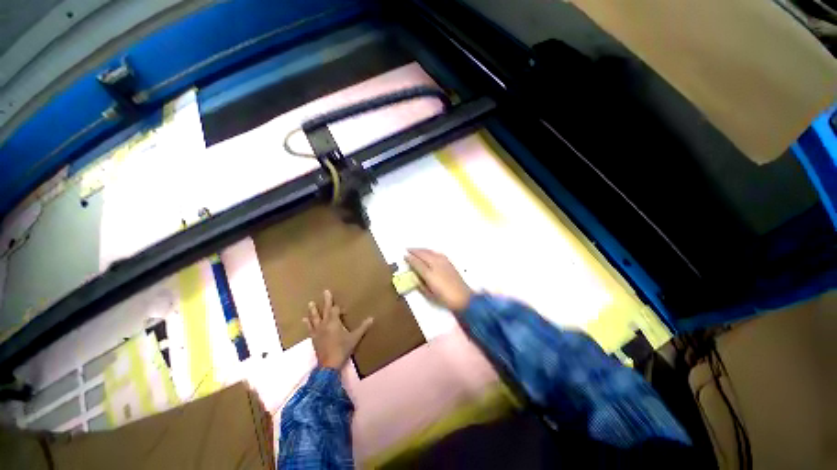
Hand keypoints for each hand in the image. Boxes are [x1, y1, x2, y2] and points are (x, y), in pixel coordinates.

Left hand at [304, 290, 373, 369]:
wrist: (328, 365)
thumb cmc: (342, 349)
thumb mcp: (354, 338)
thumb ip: (363, 327)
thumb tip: (372, 318)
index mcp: (334, 322)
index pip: (336, 310)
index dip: (340, 308)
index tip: (344, 310)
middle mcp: (324, 324)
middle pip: (326, 310)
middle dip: (326, 301)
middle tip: (325, 291)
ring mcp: (317, 331)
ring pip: (315, 318)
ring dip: (313, 310)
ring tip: (310, 303)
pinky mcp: (313, 338)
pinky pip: (310, 328)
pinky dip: (307, 323)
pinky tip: (304, 320)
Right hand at [405, 248, 472, 312]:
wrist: (463, 297)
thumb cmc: (445, 298)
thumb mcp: (429, 294)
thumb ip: (420, 284)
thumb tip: (414, 277)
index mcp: (429, 274)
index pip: (416, 263)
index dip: (410, 259)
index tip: (404, 256)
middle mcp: (435, 264)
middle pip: (423, 254)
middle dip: (414, 251)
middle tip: (407, 250)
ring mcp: (443, 262)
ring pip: (429, 251)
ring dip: (421, 249)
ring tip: (416, 249)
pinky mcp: (448, 261)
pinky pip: (436, 252)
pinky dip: (429, 251)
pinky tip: (428, 252)